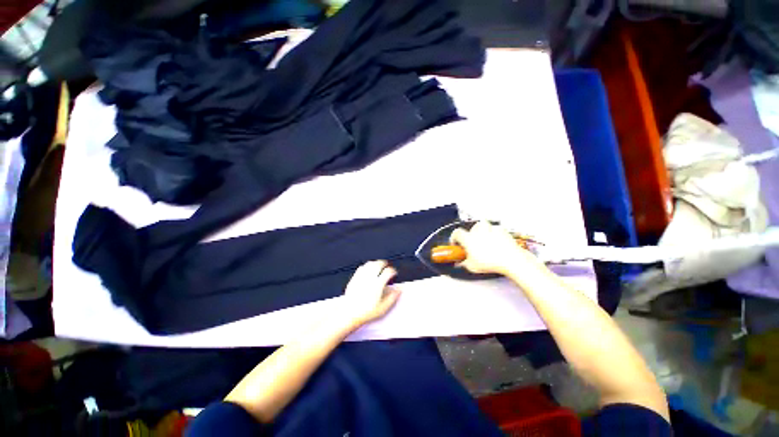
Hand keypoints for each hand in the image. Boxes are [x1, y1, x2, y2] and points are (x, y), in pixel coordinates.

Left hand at [341, 260, 401, 325]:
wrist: (349, 314)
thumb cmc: (366, 312)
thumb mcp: (383, 308)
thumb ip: (393, 297)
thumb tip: (399, 290)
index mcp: (378, 285)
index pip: (388, 272)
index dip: (393, 271)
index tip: (394, 273)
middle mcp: (369, 279)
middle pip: (378, 264)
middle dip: (384, 263)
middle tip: (387, 267)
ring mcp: (361, 277)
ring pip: (370, 264)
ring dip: (376, 263)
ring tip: (379, 266)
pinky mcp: (354, 278)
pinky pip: (361, 267)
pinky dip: (367, 266)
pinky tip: (368, 270)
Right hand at [450, 221, 541, 274]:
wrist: (511, 259)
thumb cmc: (491, 262)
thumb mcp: (472, 267)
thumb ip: (463, 263)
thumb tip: (461, 263)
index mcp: (468, 238)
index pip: (456, 233)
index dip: (454, 238)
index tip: (456, 243)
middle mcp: (478, 231)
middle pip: (471, 229)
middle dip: (471, 235)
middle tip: (473, 244)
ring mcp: (490, 228)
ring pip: (483, 226)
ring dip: (482, 232)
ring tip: (485, 241)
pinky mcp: (501, 229)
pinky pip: (495, 229)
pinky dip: (494, 234)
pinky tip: (496, 242)